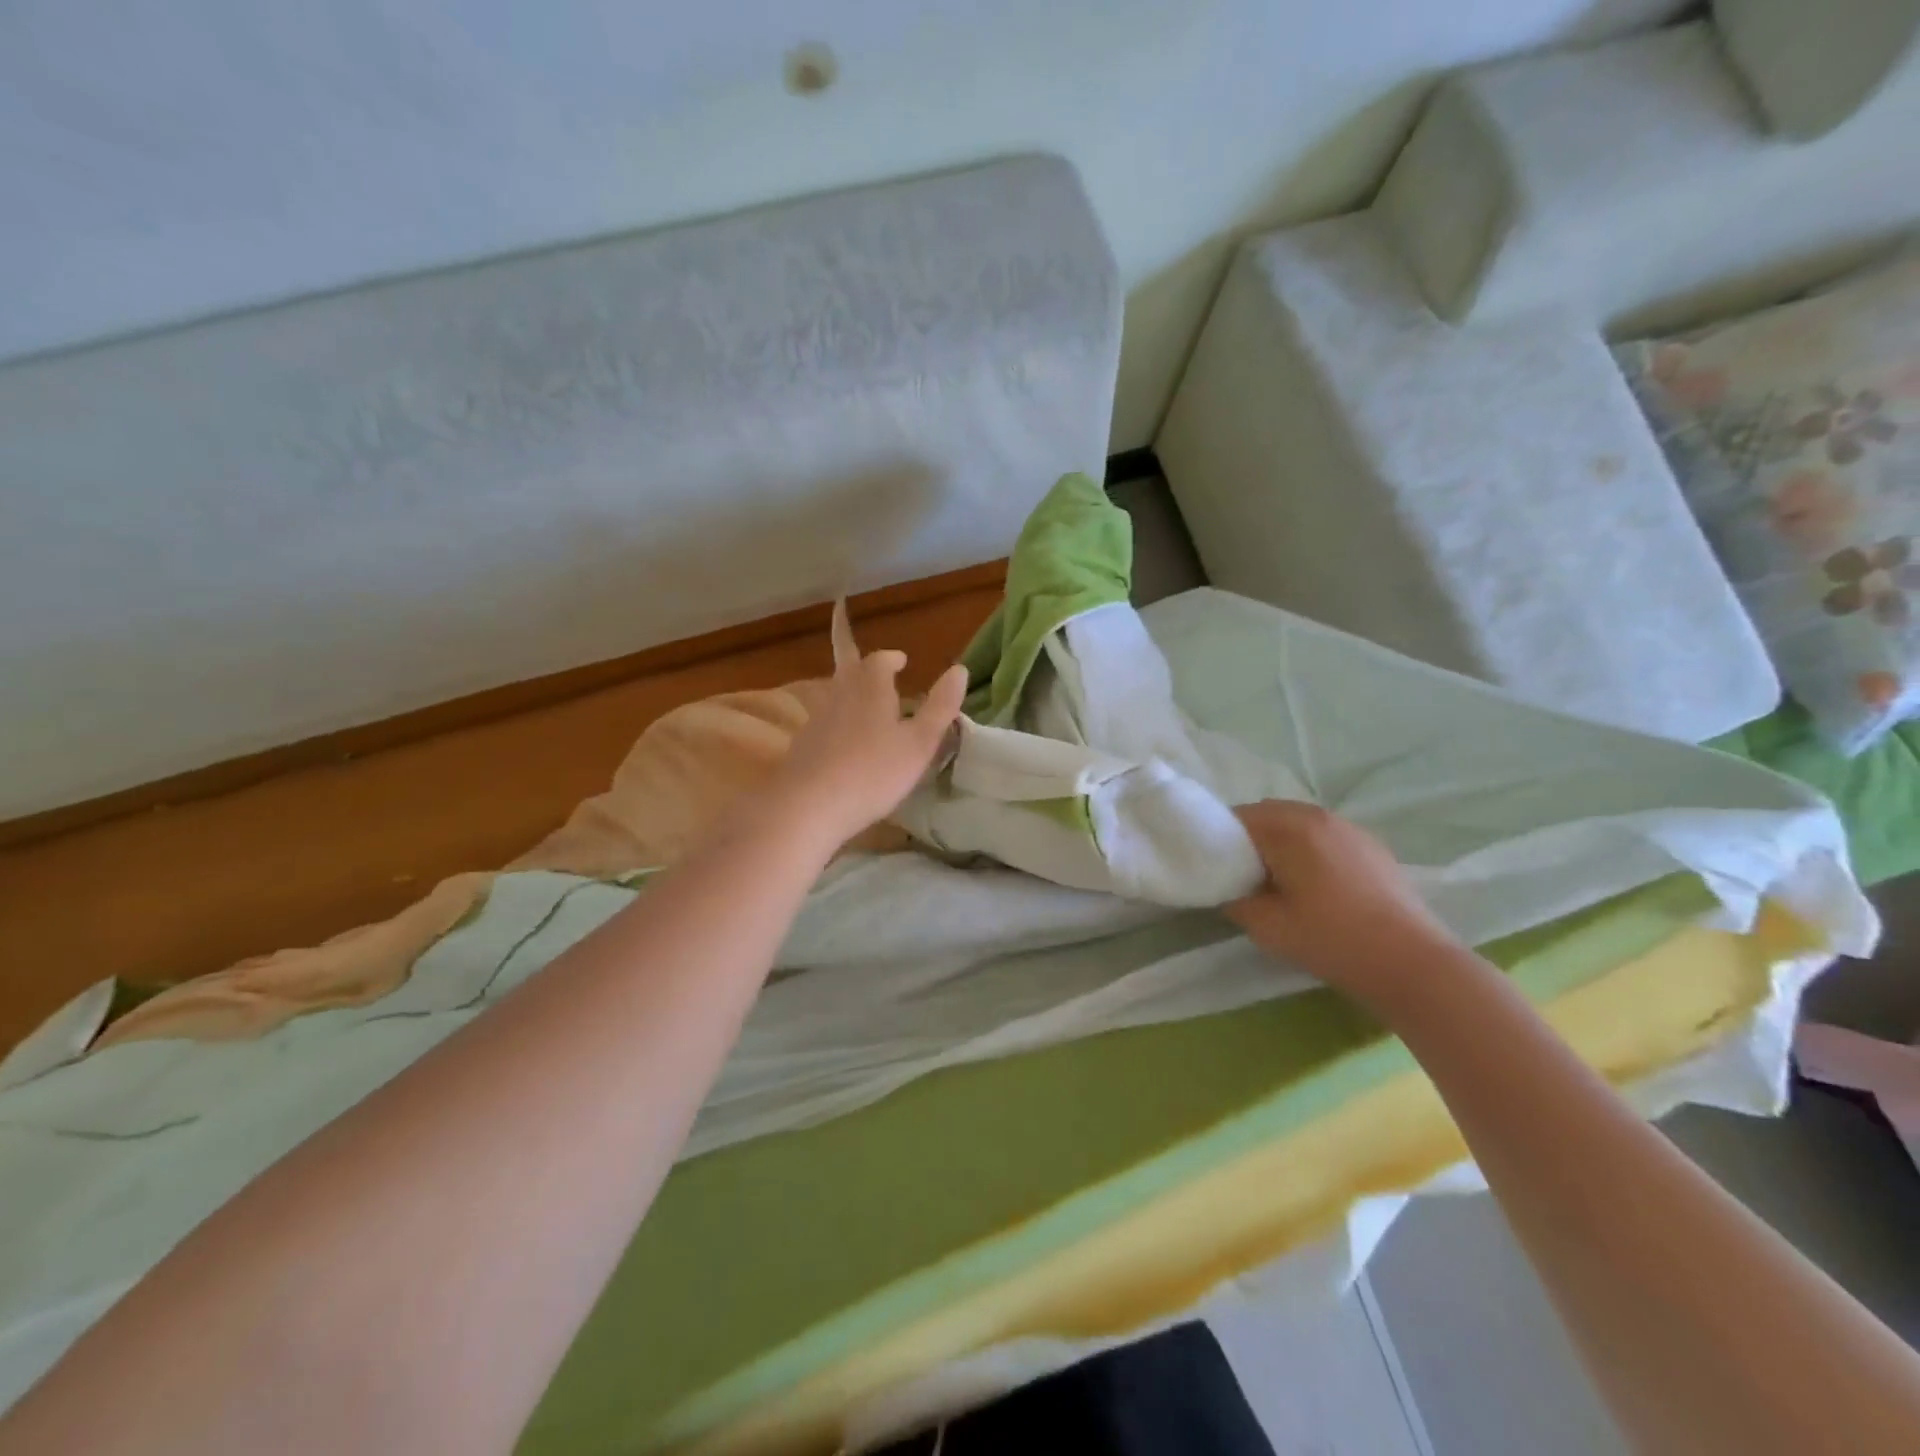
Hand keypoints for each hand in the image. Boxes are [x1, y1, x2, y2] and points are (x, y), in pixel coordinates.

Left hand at [768, 649, 968, 847]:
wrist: (808, 806)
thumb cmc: (873, 772)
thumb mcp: (919, 743)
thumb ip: (940, 707)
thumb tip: (959, 670)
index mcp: (871, 687)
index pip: (880, 660)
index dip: (891, 658)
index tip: (901, 660)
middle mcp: (840, 693)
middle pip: (848, 667)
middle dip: (858, 659)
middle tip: (866, 658)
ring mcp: (817, 718)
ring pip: (834, 692)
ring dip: (848, 689)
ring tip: (864, 701)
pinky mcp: (802, 744)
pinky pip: (824, 720)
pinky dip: (837, 719)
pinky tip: (843, 739)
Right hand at [1227, 801, 1460, 999]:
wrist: (1412, 963)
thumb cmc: (1331, 939)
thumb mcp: (1266, 926)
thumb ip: (1235, 900)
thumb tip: (1229, 889)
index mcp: (1289, 827)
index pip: (1238, 818)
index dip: (1219, 841)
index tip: (1214, 869)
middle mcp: (1318, 816)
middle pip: (1268, 815)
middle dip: (1249, 839)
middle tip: (1242, 877)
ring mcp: (1350, 829)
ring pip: (1298, 824)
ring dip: (1280, 844)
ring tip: (1278, 882)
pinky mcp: (1372, 847)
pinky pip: (1325, 837)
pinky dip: (1309, 850)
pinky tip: (1315, 887)